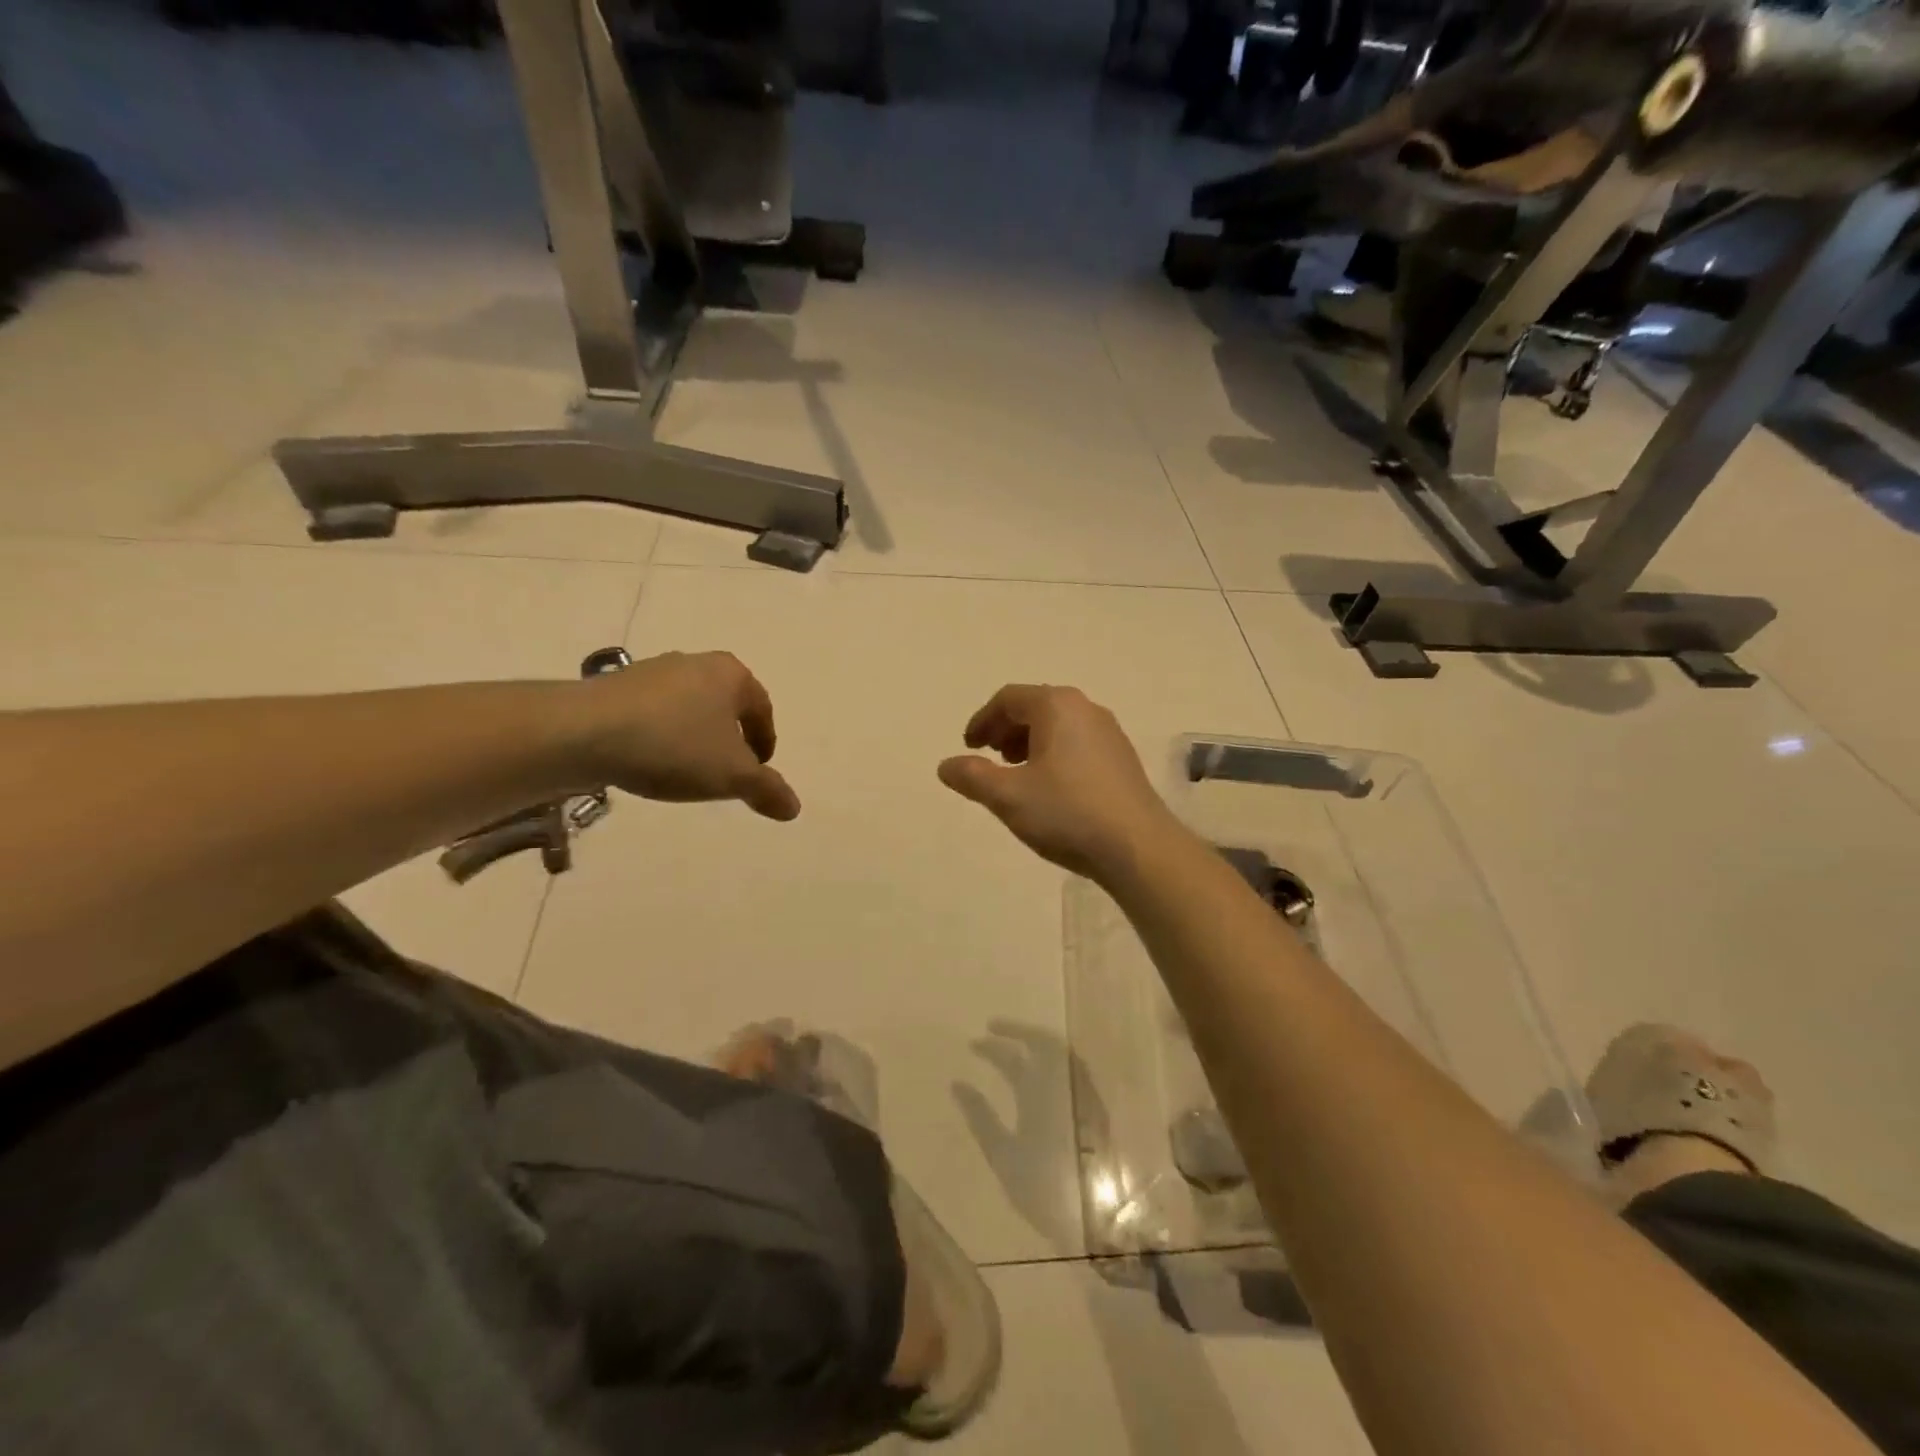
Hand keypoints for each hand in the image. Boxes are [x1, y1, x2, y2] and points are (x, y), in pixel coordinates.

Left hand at [570, 652, 799, 821]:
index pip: (762, 709)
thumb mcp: (731, 775)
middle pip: (725, 705)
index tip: (757, 771)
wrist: (583, 732)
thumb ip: (767, 790)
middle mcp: (696, 663)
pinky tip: (649, 761)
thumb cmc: (674, 746)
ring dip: (694, 737)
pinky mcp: (616, 686)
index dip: (765, 742)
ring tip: (685, 771)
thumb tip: (794, 808)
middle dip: (729, 738)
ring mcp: (653, 671)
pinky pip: (654, 713)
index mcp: (731, 675)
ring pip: (689, 708)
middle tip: (725, 772)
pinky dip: (661, 736)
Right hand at [937, 685, 1181, 879]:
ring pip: (1058, 726)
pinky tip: (1049, 788)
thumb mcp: (1008, 796)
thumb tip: (946, 766)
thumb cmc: (1067, 813)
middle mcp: (1086, 709)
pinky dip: (1054, 754)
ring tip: (1016, 774)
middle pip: (1035, 707)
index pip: (1009, 698)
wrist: (1138, 847)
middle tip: (989, 757)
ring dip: (1029, 743)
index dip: (982, 720)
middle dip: (1006, 729)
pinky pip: (1077, 743)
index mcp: (1057, 706)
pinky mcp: (1122, 758)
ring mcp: (1109, 733)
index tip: (968, 747)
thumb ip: (972, 777)